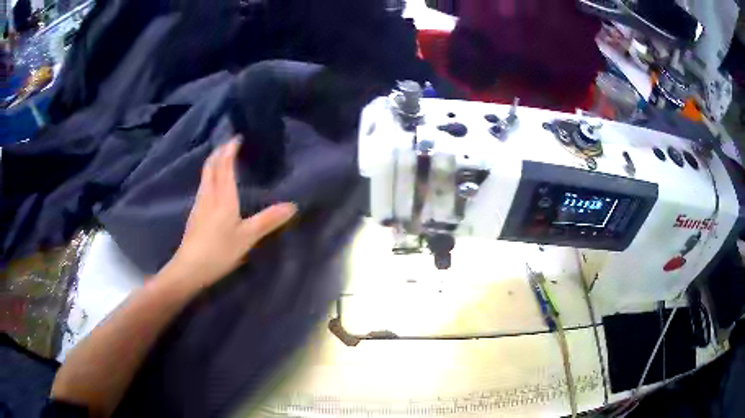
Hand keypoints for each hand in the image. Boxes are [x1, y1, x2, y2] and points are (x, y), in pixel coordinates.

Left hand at [166, 137, 296, 284]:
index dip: (230, 150)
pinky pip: (203, 186)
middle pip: (210, 166)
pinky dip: (210, 177)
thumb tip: (292, 206)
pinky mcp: (195, 215)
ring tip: (222, 159)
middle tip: (228, 143)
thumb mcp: (247, 237)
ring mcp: (199, 205)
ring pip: (205, 176)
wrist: (189, 268)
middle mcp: (208, 195)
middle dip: (219, 152)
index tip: (237, 137)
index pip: (224, 165)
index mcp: (222, 196)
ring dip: (213, 163)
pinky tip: (213, 185)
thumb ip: (268, 220)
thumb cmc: (219, 250)